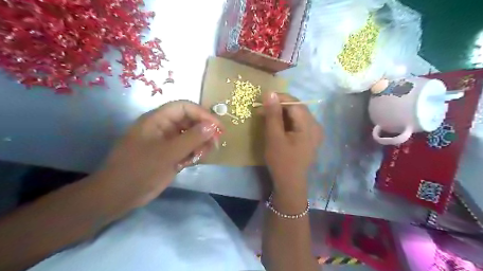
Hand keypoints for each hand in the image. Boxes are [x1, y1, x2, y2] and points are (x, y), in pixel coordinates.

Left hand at [95, 102, 221, 209]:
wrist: (120, 195)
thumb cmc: (140, 170)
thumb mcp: (167, 153)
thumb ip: (191, 138)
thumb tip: (213, 126)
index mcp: (158, 120)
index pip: (184, 107)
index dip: (202, 114)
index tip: (217, 126)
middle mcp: (164, 128)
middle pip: (190, 121)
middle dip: (204, 130)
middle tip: (215, 142)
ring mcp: (168, 141)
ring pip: (191, 135)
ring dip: (201, 143)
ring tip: (203, 154)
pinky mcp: (171, 154)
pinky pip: (188, 148)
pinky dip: (195, 153)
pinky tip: (194, 160)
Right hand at [263, 94, 321, 196]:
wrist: (290, 183)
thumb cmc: (281, 161)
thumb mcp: (274, 137)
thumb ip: (272, 114)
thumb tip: (270, 93)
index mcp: (310, 126)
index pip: (295, 103)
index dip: (279, 98)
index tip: (263, 99)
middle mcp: (316, 126)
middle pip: (297, 107)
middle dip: (279, 106)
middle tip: (262, 109)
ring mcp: (315, 132)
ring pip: (297, 115)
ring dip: (282, 113)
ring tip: (267, 117)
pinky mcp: (310, 137)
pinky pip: (298, 123)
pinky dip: (287, 121)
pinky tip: (277, 125)